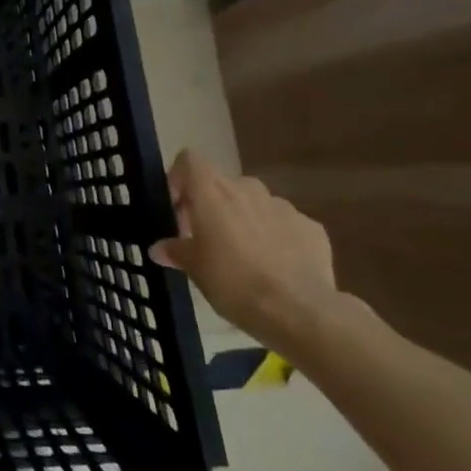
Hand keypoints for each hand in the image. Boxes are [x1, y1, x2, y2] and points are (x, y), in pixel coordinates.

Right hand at [149, 149, 339, 351]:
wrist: (298, 311)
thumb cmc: (233, 281)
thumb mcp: (194, 269)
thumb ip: (175, 251)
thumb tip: (159, 249)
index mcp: (212, 191)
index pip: (189, 159)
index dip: (180, 178)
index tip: (178, 208)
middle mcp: (247, 188)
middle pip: (223, 184)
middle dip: (213, 205)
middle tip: (208, 238)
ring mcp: (283, 206)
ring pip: (255, 203)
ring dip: (245, 220)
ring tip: (245, 255)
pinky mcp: (312, 228)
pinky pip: (285, 224)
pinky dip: (277, 237)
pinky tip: (277, 267)